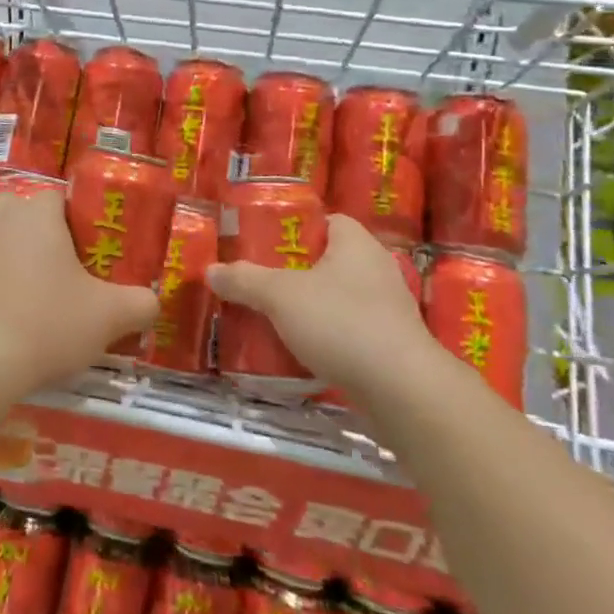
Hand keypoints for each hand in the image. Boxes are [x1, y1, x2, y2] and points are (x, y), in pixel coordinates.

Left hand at [0, 188, 158, 395]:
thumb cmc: (47, 322)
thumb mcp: (109, 316)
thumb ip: (140, 304)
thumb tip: (151, 302)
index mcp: (38, 214)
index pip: (59, 196)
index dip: (79, 218)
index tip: (95, 247)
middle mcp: (3, 222)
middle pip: (26, 213)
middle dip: (46, 233)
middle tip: (71, 267)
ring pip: (6, 242)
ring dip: (24, 261)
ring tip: (49, 296)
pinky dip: (5, 288)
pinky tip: (22, 319)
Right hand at [207, 215, 441, 393]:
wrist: (403, 392)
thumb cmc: (342, 323)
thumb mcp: (280, 296)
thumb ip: (244, 280)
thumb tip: (210, 270)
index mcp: (356, 242)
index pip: (325, 221)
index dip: (294, 229)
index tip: (264, 244)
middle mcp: (376, 269)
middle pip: (327, 261)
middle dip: (294, 273)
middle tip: (258, 282)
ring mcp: (388, 310)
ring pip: (337, 299)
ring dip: (309, 308)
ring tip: (272, 318)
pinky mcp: (391, 346)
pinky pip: (349, 331)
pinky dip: (326, 338)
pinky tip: (300, 352)